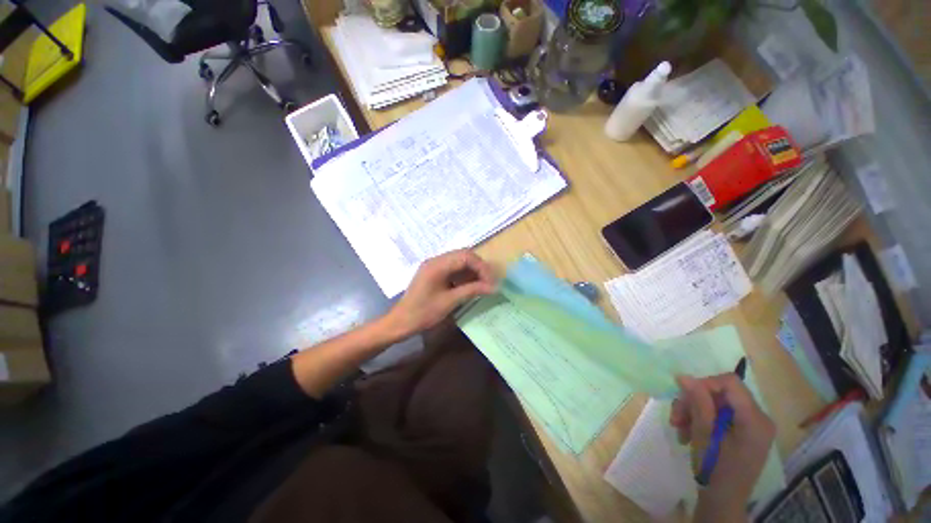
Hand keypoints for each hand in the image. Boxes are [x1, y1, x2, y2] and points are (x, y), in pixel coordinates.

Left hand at [386, 250, 496, 339]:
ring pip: (459, 261)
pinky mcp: (433, 272)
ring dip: (472, 271)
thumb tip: (493, 287)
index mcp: (438, 265)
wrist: (401, 322)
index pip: (466, 256)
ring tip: (482, 284)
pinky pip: (453, 268)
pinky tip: (470, 285)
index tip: (491, 282)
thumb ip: (472, 290)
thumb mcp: (450, 301)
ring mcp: (434, 265)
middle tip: (489, 282)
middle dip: (479, 267)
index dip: (482, 267)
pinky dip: (464, 275)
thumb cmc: (424, 313)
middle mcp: (436, 260)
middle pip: (463, 255)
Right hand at [670, 374, 775, 518]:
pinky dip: (700, 420)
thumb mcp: (704, 435)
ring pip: (715, 403)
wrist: (722, 501)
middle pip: (720, 393)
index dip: (704, 384)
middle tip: (676, 417)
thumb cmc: (715, 469)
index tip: (684, 396)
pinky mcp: (743, 432)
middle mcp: (758, 418)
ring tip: (678, 428)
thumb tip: (684, 376)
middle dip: (694, 402)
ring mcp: (751, 426)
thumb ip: (698, 403)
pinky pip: (718, 414)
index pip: (730, 382)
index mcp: (755, 419)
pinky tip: (688, 433)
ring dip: (693, 411)